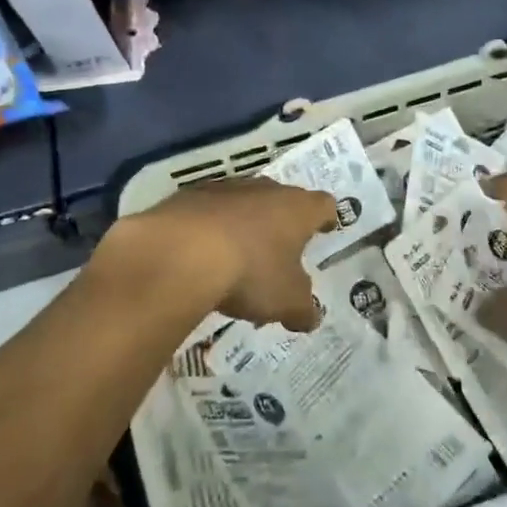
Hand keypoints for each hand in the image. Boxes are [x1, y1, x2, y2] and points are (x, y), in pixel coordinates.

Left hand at [100, 177, 334, 331]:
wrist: (179, 252)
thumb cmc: (249, 272)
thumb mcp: (286, 301)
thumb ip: (303, 308)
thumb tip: (311, 317)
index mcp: (298, 209)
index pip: (323, 205)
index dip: (326, 218)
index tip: (326, 228)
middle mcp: (266, 189)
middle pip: (283, 198)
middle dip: (283, 220)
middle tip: (282, 245)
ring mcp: (226, 189)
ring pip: (244, 201)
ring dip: (245, 221)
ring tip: (240, 252)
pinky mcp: (189, 196)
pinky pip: (208, 210)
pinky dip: (210, 227)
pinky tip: (202, 251)